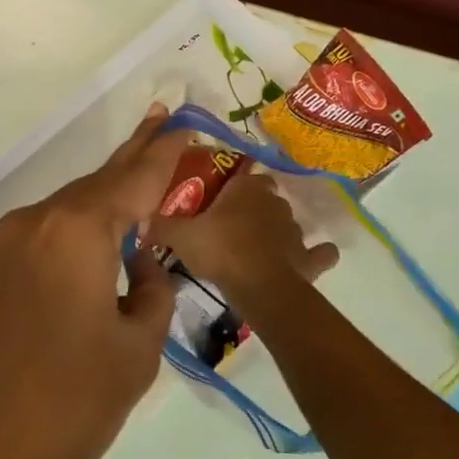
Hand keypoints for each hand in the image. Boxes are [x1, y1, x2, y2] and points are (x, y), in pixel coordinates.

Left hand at [0, 105, 192, 458]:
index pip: (135, 177)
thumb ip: (152, 289)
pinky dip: (76, 227)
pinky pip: (43, 234)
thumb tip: (141, 263)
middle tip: (162, 121)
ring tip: (139, 182)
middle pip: (97, 181)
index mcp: (77, 230)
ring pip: (68, 208)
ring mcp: (3, 246)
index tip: (185, 122)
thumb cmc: (70, 409)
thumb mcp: (137, 349)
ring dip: (105, 197)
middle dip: (134, 156)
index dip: (165, 151)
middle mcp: (35, 222)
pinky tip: (96, 240)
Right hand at [148, 169, 337, 298]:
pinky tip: (313, 258)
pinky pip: (319, 253)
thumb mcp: (181, 236)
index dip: (234, 184)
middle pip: (266, 196)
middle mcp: (274, 202)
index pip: (244, 174)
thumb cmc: (219, 250)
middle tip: (233, 224)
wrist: (258, 285)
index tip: (220, 196)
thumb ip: (161, 226)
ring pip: (288, 222)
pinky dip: (317, 254)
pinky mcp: (308, 257)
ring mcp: (294, 229)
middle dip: (255, 206)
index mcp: (246, 188)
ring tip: (259, 248)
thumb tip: (139, 221)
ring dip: (278, 231)